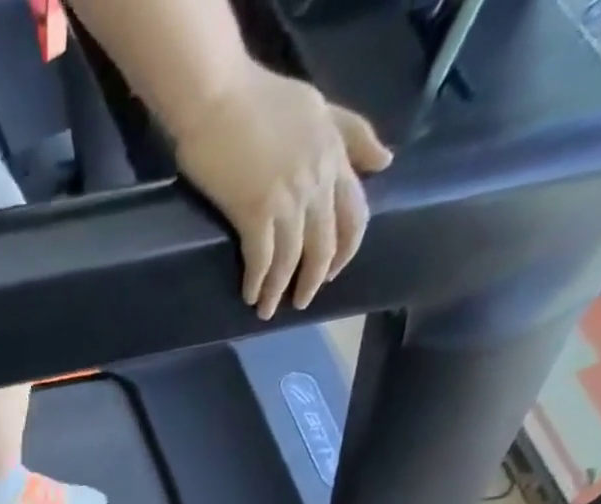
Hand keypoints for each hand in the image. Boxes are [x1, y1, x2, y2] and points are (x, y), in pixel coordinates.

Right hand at [173, 66, 392, 319]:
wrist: (216, 97)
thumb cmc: (259, 99)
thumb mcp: (318, 108)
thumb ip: (351, 134)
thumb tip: (384, 162)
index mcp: (334, 157)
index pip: (355, 214)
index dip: (346, 250)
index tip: (331, 272)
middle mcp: (316, 182)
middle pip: (324, 245)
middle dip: (313, 280)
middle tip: (299, 301)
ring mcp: (286, 199)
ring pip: (292, 258)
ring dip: (280, 290)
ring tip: (268, 310)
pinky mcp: (254, 212)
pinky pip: (262, 259)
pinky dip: (258, 282)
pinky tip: (250, 296)